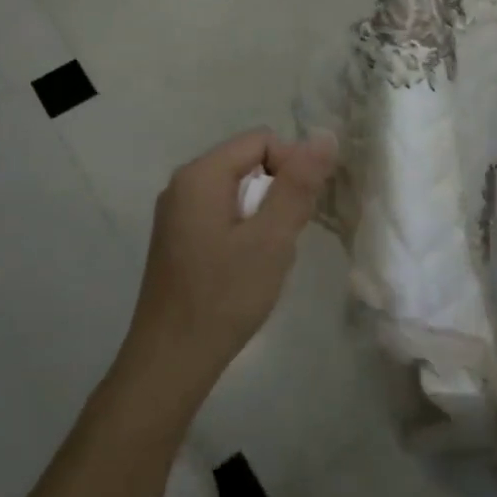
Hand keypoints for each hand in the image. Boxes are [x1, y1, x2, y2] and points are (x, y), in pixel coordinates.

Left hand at [125, 128, 337, 394]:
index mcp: (200, 175)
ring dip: (264, 215)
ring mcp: (177, 213)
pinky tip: (248, 267)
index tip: (301, 211)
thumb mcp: (271, 239)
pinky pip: (222, 214)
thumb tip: (325, 135)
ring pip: (238, 191)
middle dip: (278, 192)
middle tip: (286, 238)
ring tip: (269, 256)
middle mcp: (182, 185)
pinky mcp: (178, 239)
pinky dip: (245, 230)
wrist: (171, 361)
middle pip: (248, 162)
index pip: (262, 140)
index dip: (292, 166)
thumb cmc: (224, 297)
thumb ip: (298, 184)